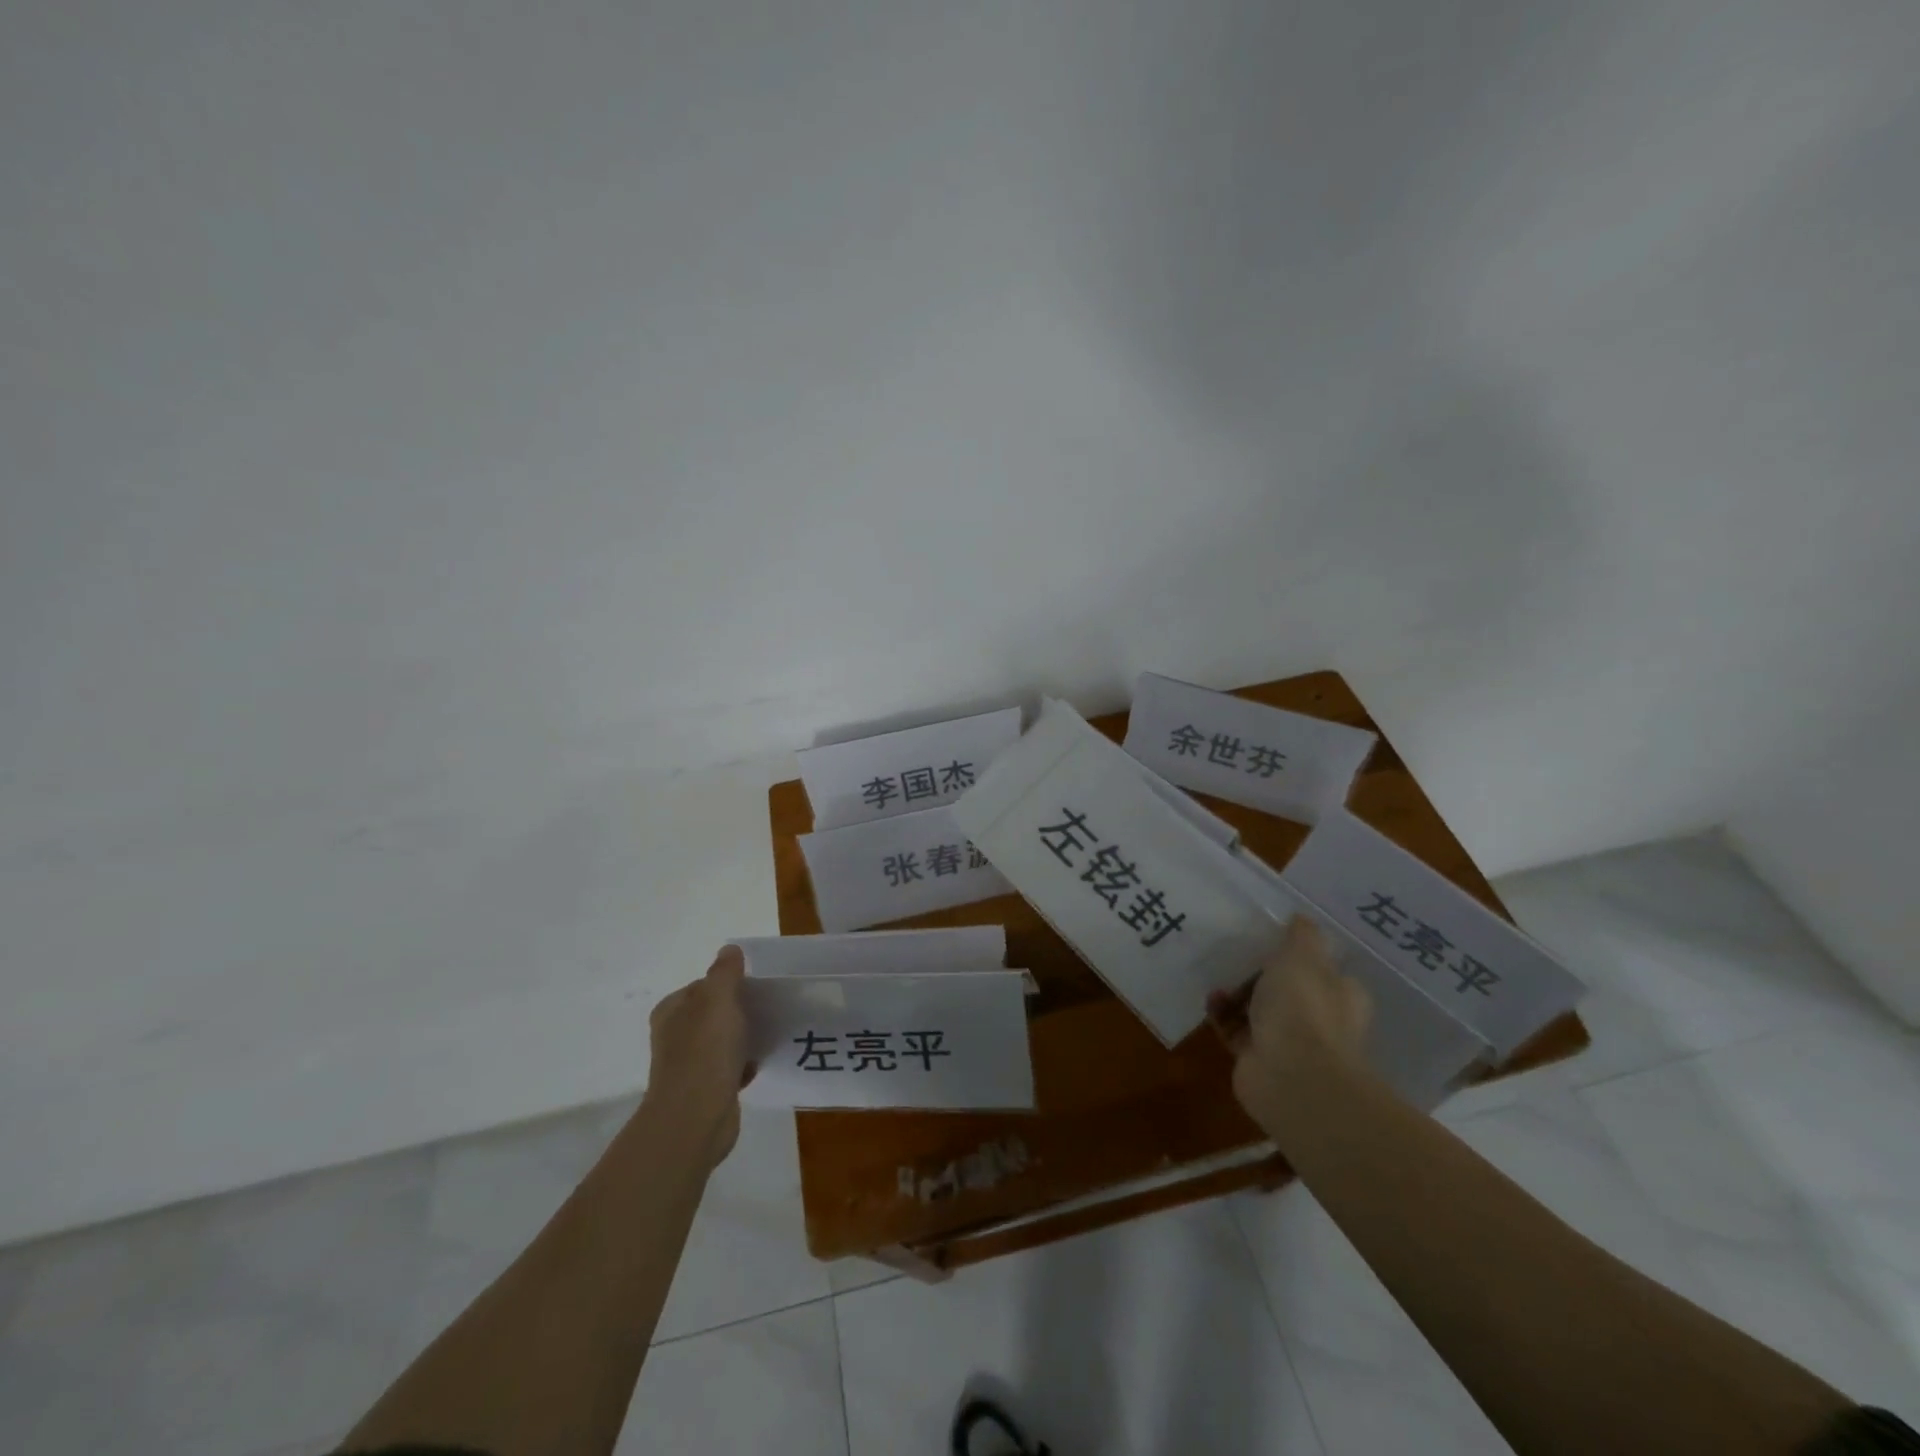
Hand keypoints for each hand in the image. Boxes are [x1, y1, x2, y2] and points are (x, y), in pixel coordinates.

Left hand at [643, 946, 752, 1167]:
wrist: (696, 1118)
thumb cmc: (705, 1051)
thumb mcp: (718, 999)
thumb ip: (724, 972)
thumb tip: (728, 949)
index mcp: (671, 1011)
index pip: (702, 986)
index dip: (728, 984)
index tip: (753, 988)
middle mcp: (674, 1037)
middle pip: (712, 1014)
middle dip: (737, 1011)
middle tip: (765, 1009)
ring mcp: (687, 1066)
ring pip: (722, 1042)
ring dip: (742, 1038)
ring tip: (767, 1034)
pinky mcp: (703, 1092)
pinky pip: (728, 1069)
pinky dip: (743, 1065)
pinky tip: (759, 1064)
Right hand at [1208, 916, 1372, 1131]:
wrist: (1292, 1077)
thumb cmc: (1303, 1008)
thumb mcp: (1303, 956)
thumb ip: (1302, 936)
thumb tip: (1302, 918)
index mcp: (1340, 994)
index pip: (1322, 969)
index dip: (1298, 954)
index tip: (1270, 938)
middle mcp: (1321, 1020)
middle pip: (1288, 989)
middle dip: (1261, 972)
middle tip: (1236, 953)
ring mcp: (1290, 1043)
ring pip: (1259, 1010)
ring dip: (1237, 993)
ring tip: (1217, 976)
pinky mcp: (1259, 1060)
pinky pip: (1237, 1031)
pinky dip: (1223, 1015)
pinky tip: (1212, 1001)